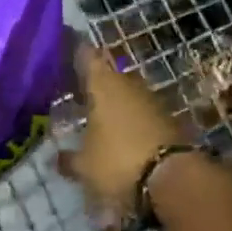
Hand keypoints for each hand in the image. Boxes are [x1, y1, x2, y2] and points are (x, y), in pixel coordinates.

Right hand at [57, 42, 190, 223]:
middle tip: (74, 94)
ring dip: (113, 103)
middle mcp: (128, 84)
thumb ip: (69, 159)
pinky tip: (119, 136)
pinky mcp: (169, 120)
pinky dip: (129, 120)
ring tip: (94, 119)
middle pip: (107, 75)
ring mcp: (152, 100)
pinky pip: (141, 113)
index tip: (61, 53)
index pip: (86, 55)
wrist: (174, 179)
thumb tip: (57, 158)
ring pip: (126, 94)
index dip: (74, 52)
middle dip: (92, 84)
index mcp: (103, 84)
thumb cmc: (118, 161)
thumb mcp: (85, 166)